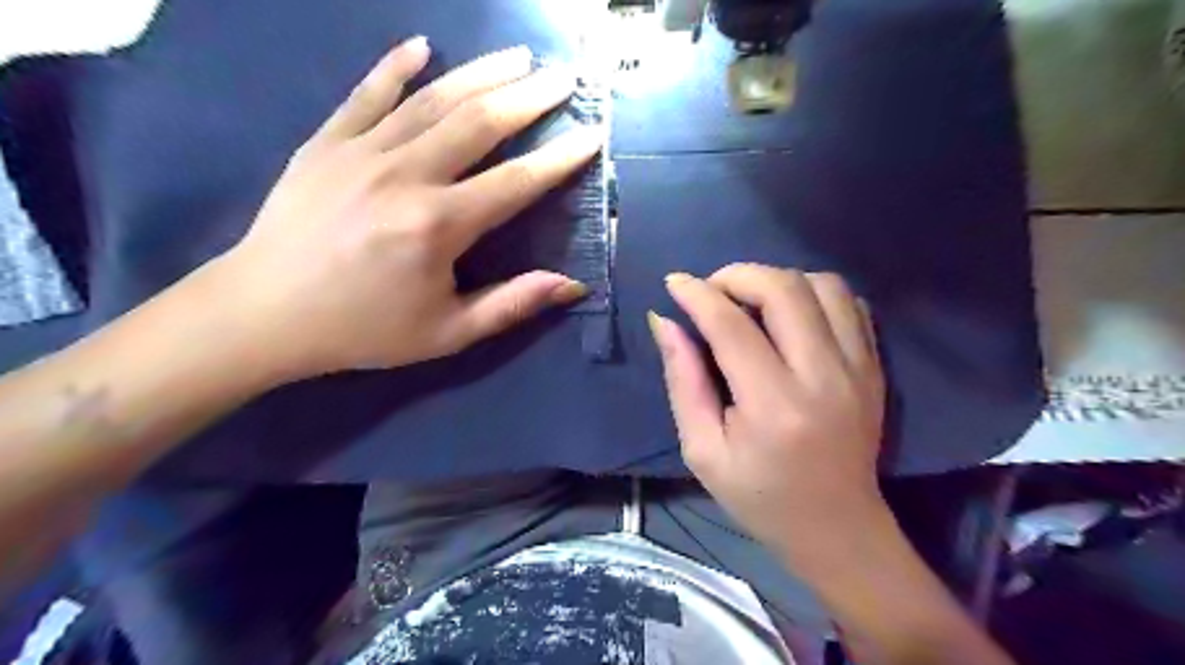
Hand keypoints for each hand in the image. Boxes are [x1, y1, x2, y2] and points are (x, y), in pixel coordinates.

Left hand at [204, 36, 602, 378]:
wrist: (264, 314)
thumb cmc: (364, 329)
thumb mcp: (447, 333)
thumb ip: (511, 305)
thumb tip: (572, 287)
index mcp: (438, 226)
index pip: (516, 183)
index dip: (559, 158)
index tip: (592, 135)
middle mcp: (405, 176)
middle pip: (480, 123)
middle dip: (530, 97)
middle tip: (565, 77)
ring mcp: (361, 151)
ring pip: (432, 99)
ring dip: (481, 72)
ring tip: (519, 55)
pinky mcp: (326, 142)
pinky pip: (366, 93)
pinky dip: (395, 67)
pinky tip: (423, 45)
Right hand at [648, 262, 887, 561]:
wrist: (837, 527)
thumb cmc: (759, 496)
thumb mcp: (702, 450)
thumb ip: (682, 380)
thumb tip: (664, 321)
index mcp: (773, 406)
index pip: (731, 325)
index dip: (697, 294)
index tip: (674, 282)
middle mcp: (823, 377)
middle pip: (783, 289)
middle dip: (737, 275)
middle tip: (712, 292)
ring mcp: (858, 368)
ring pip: (822, 285)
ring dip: (778, 281)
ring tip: (750, 301)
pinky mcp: (874, 367)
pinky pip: (851, 303)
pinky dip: (814, 294)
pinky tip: (790, 316)